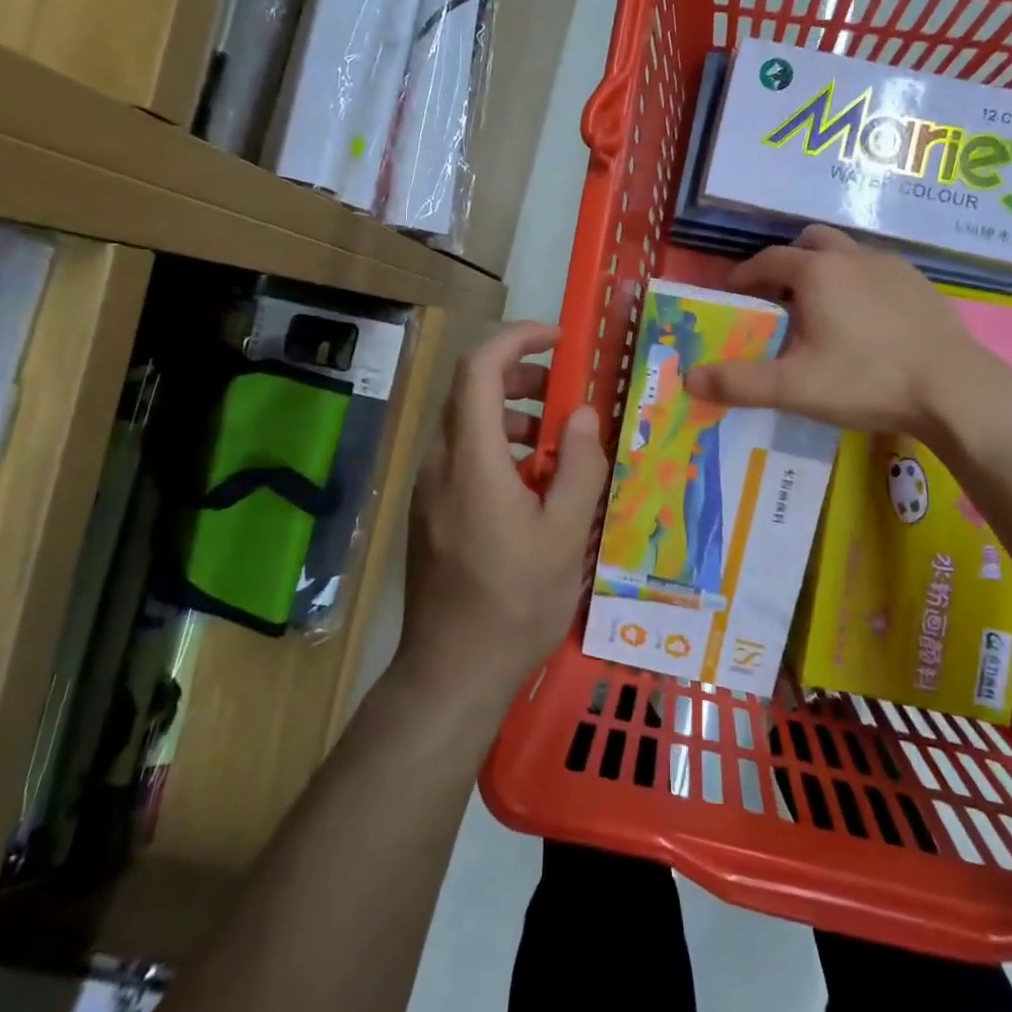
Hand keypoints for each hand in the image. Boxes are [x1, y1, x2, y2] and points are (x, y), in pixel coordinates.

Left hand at [399, 322, 608, 700]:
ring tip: (559, 449)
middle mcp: (440, 462)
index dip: (517, 340)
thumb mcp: (565, 534)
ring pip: (468, 426)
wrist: (451, 672)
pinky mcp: (430, 511)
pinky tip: (532, 489)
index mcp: (471, 459)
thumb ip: (579, 466)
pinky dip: (500, 449)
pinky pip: (463, 458)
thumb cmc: (515, 602)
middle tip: (566, 395)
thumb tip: (582, 414)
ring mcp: (429, 488)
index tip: (559, 339)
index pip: (479, 368)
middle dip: (521, 379)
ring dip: (514, 418)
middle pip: (471, 391)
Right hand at [685, 226, 1006, 443]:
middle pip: (810, 242)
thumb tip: (689, 379)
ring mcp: (892, 267)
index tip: (734, 293)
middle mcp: (852, 257)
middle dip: (788, 262)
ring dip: (826, 270)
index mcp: (816, 273)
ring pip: (847, 254)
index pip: (767, 259)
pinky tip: (866, 322)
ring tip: (822, 310)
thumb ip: (739, 382)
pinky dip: (860, 284)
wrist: (955, 389)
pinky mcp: (921, 284)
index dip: (745, 275)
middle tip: (780, 298)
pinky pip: (877, 271)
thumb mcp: (794, 387)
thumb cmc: (866, 380)